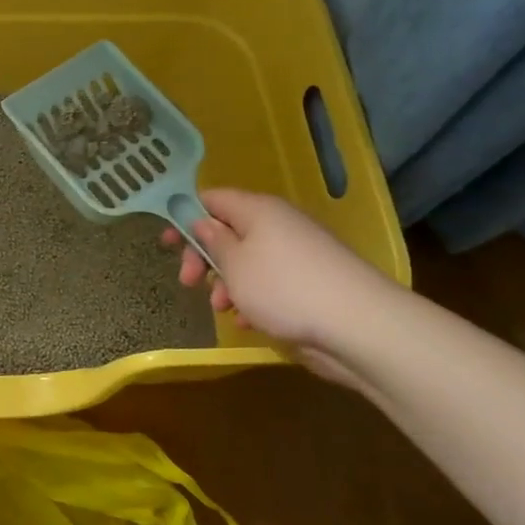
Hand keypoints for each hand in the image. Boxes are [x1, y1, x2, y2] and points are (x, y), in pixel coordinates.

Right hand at [162, 188, 396, 385]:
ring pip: (245, 261)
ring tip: (223, 308)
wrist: (358, 326)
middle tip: (188, 282)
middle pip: (226, 231)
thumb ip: (212, 240)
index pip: (211, 198)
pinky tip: (248, 320)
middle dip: (203, 258)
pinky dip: (251, 298)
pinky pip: (267, 283)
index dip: (184, 216)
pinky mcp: (307, 284)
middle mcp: (277, 225)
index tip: (166, 243)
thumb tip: (202, 221)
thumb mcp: (234, 263)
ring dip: (225, 283)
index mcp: (257, 210)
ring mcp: (295, 254)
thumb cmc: (283, 288)